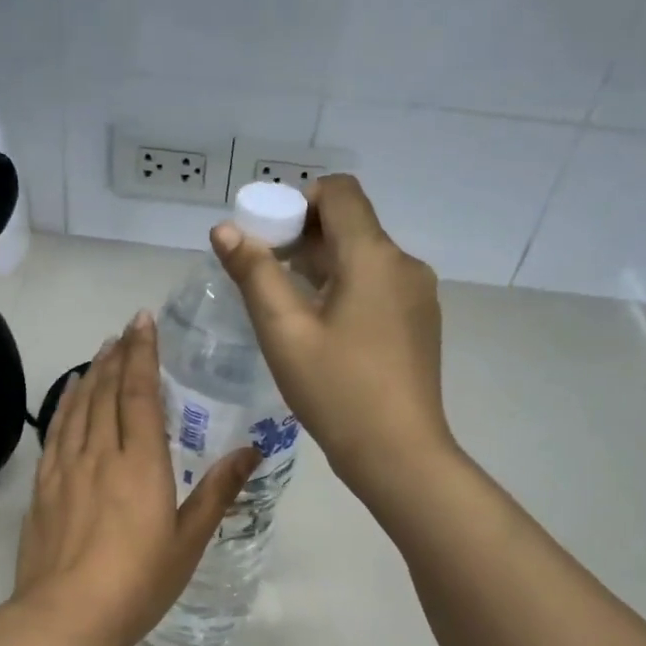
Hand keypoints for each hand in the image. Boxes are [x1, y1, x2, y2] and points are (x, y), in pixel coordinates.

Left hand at [14, 311, 258, 645]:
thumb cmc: (137, 583)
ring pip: (78, 407)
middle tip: (126, 329)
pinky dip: (64, 405)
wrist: (66, 617)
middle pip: (106, 392)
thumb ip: (217, 491)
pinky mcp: (43, 487)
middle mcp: (100, 454)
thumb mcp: (189, 541)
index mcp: (140, 464)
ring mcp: (65, 469)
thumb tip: (251, 449)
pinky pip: (55, 432)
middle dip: (117, 355)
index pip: (139, 394)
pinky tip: (69, 396)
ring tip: (101, 350)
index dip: (142, 354)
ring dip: (91, 374)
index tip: (144, 322)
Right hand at [210, 173, 453, 505]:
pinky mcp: (420, 324)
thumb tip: (225, 229)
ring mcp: (418, 296)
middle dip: (304, 238)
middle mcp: (404, 264)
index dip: (298, 201)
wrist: (398, 453)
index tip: (267, 238)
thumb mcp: (284, 333)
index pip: (339, 192)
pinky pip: (379, 288)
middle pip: (351, 226)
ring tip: (288, 308)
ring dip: (325, 268)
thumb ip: (254, 275)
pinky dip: (348, 291)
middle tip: (264, 276)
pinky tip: (325, 333)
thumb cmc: (336, 391)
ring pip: (365, 260)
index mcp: (373, 256)